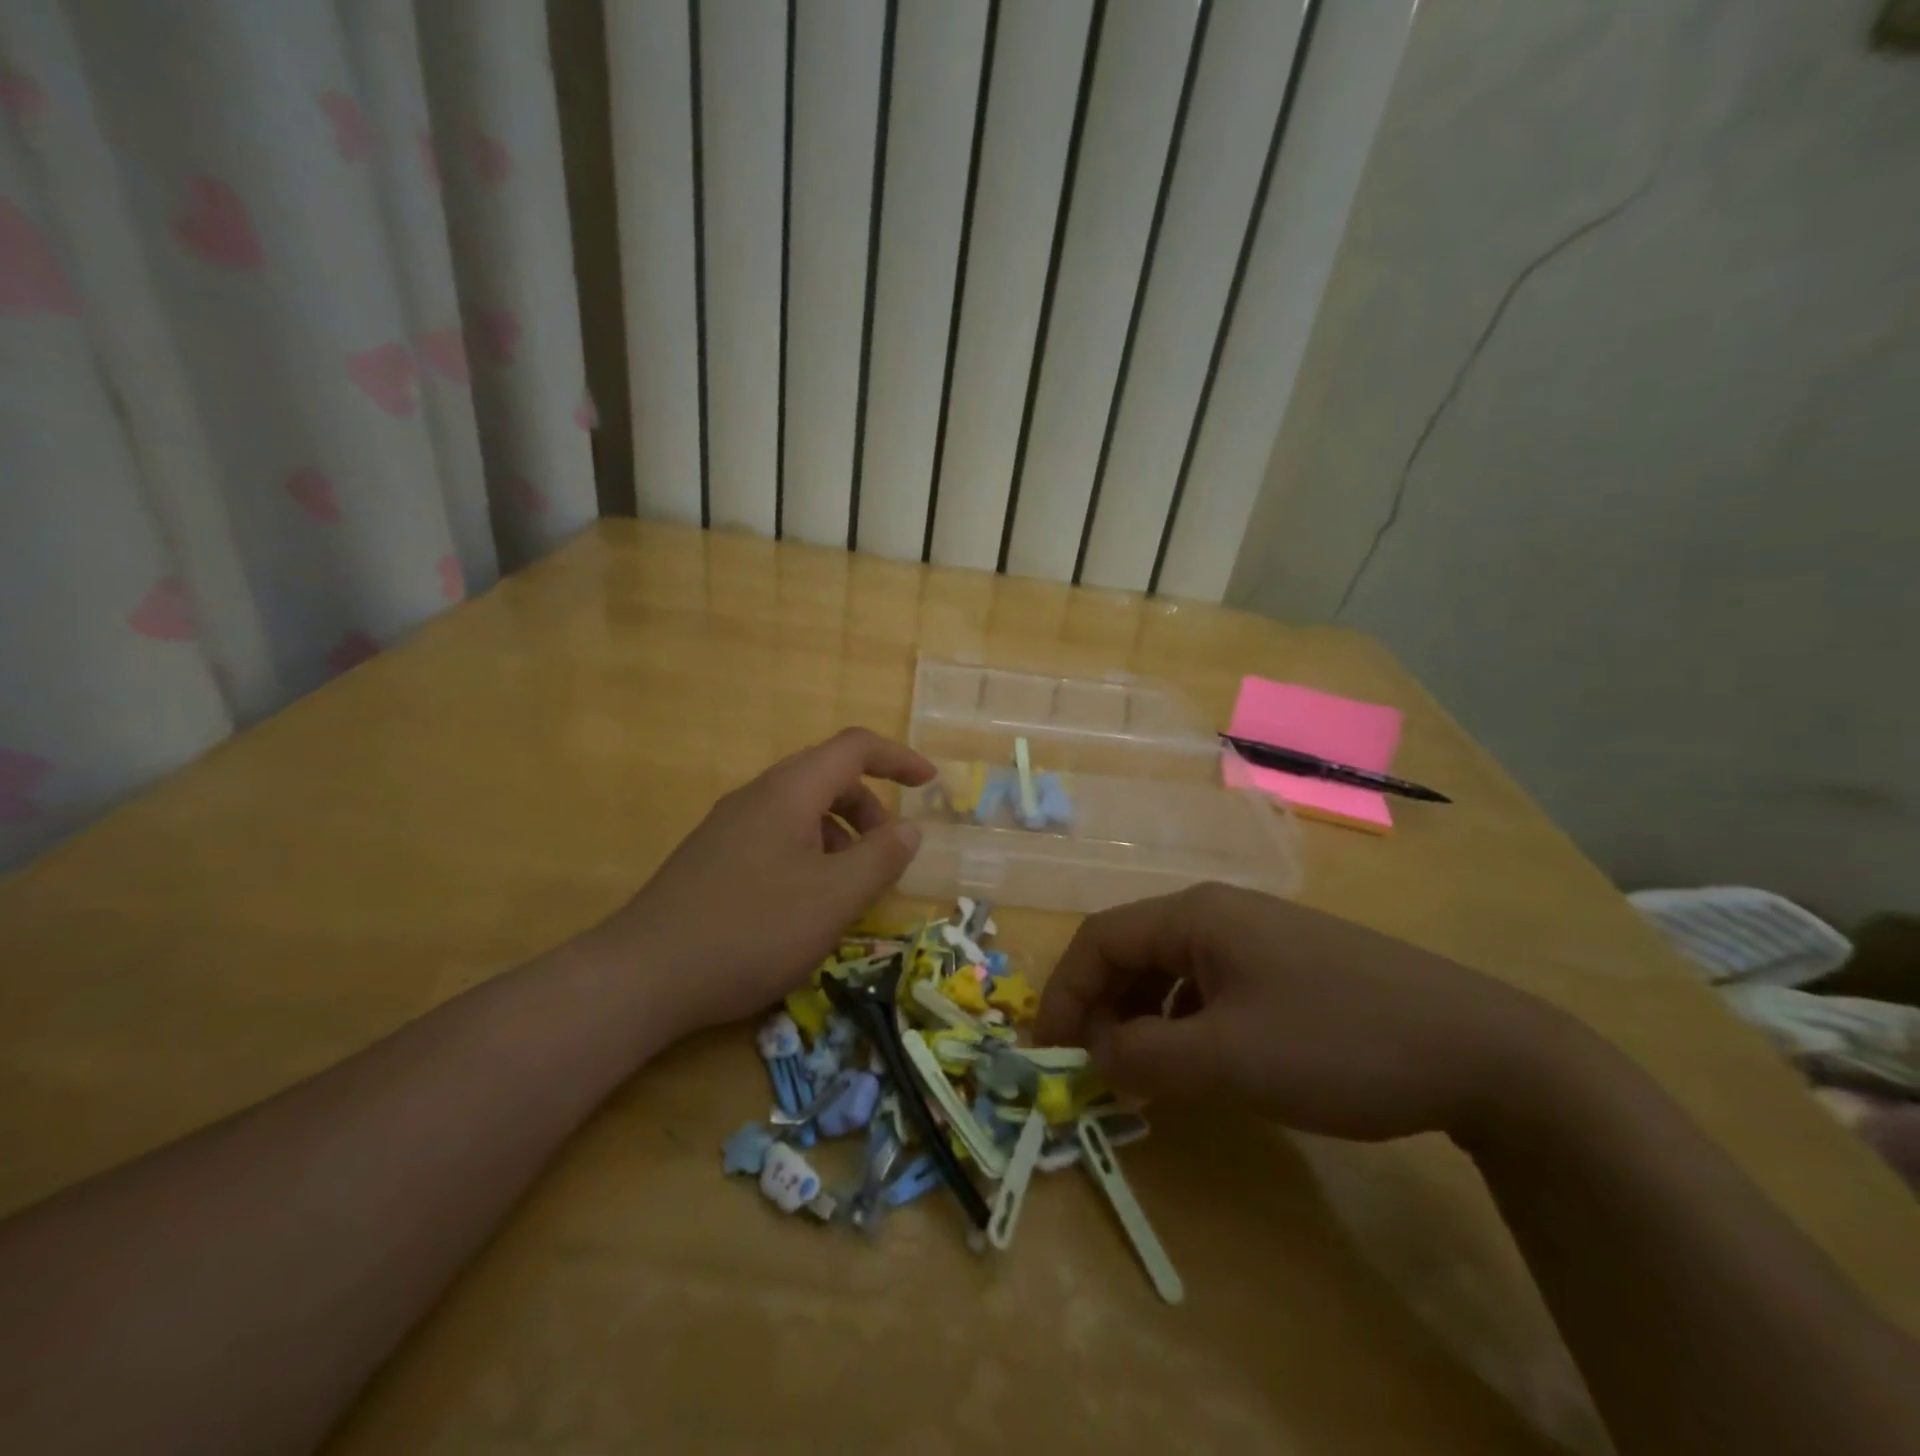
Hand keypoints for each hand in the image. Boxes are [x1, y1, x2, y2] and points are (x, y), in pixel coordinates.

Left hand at [585, 728, 934, 1037]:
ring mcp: (729, 826)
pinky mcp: (714, 857)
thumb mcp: (834, 899)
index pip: (854, 748)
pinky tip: (806, 903)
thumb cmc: (752, 930)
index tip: (930, 784)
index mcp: (789, 792)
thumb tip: (909, 830)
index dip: (897, 758)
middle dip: (869, 807)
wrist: (644, 976)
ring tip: (849, 887)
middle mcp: (757, 796)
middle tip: (889, 852)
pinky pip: (776, 835)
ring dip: (839, 834)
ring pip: (801, 809)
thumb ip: (881, 859)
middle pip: (827, 777)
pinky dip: (809, 853)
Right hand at [1033, 883, 1569, 1142]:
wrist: (1483, 1049)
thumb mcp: (1228, 1059)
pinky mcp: (1289, 964)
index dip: (1064, 991)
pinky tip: (1201, 1059)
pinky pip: (1211, 983)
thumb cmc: (1338, 1043)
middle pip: (1133, 948)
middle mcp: (1220, 911)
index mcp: (1196, 914)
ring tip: (1142, 1070)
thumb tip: (1097, 1054)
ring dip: (1142, 1015)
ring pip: (1172, 967)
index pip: (1100, 938)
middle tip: (1093, 1066)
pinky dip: (1184, 1019)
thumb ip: (1145, 1056)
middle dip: (1102, 1005)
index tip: (1048, 1051)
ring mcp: (1259, 935)